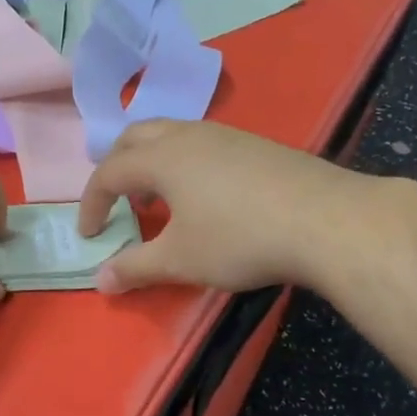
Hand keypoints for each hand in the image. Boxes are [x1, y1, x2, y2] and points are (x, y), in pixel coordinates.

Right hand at [77, 120, 342, 293]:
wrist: (327, 220)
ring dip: (150, 162)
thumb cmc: (239, 238)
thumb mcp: (180, 260)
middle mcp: (188, 135)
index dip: (91, 204)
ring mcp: (225, 135)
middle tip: (115, 200)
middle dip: (116, 167)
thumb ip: (135, 267)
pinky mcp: (255, 145)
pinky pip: (201, 143)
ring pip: (171, 135)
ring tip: (156, 198)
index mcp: (161, 158)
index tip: (89, 235)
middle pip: (135, 137)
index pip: (109, 173)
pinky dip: (182, 163)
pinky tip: (203, 196)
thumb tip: (100, 281)